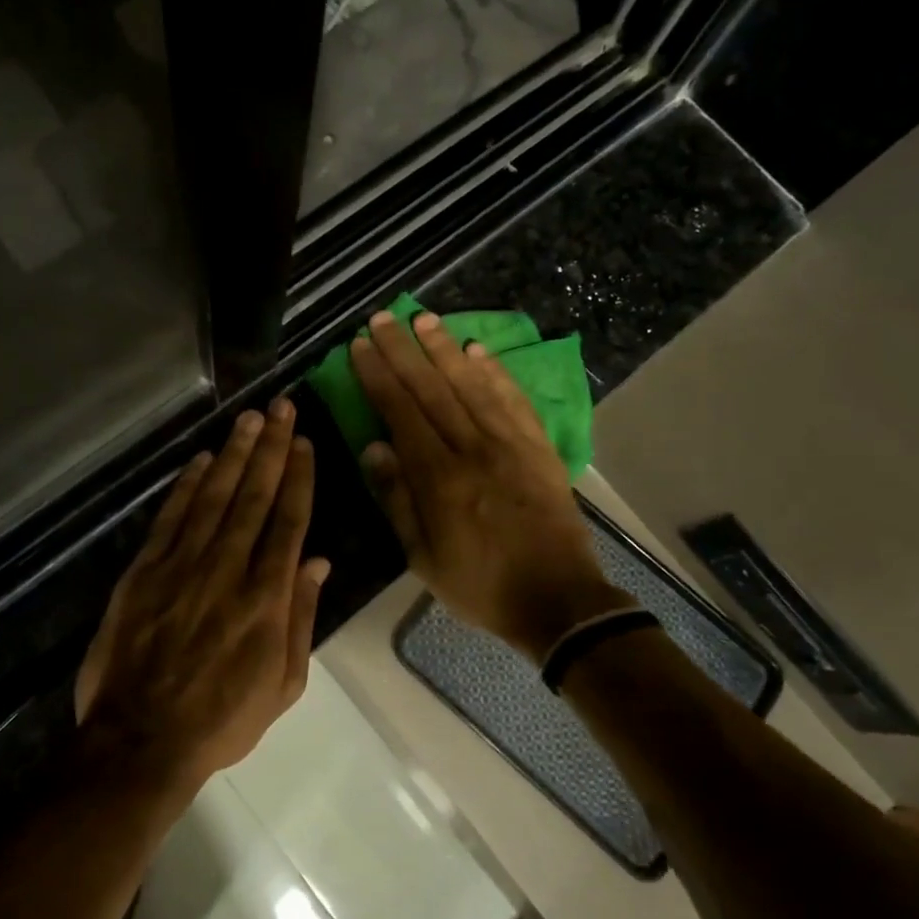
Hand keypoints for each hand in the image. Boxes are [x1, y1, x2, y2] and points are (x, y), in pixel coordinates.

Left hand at [74, 400, 329, 798]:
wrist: (141, 742)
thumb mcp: (283, 684)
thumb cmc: (222, 720)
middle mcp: (227, 570)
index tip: (304, 443)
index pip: (288, 522)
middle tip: (281, 408)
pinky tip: (201, 460)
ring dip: (233, 455)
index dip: (298, 478)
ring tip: (249, 419)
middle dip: (271, 450)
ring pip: (214, 498)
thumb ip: (301, 618)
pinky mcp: (145, 572)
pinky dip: (186, 486)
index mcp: (266, 599)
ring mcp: (182, 567)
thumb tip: (318, 561)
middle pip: (254, 498)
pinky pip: (170, 519)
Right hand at [350, 310, 632, 661]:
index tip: (361, 346)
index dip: (379, 375)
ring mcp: (511, 444)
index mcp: (439, 477)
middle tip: (383, 317)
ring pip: (471, 384)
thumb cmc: (480, 585)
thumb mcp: (423, 557)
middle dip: (404, 350)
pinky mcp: (539, 447)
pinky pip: (513, 400)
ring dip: (444, 348)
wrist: (558, 600)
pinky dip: (494, 372)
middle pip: (432, 388)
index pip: (401, 412)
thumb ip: (397, 499)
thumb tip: (373, 446)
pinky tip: (477, 350)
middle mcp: (473, 448)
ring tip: (423, 318)